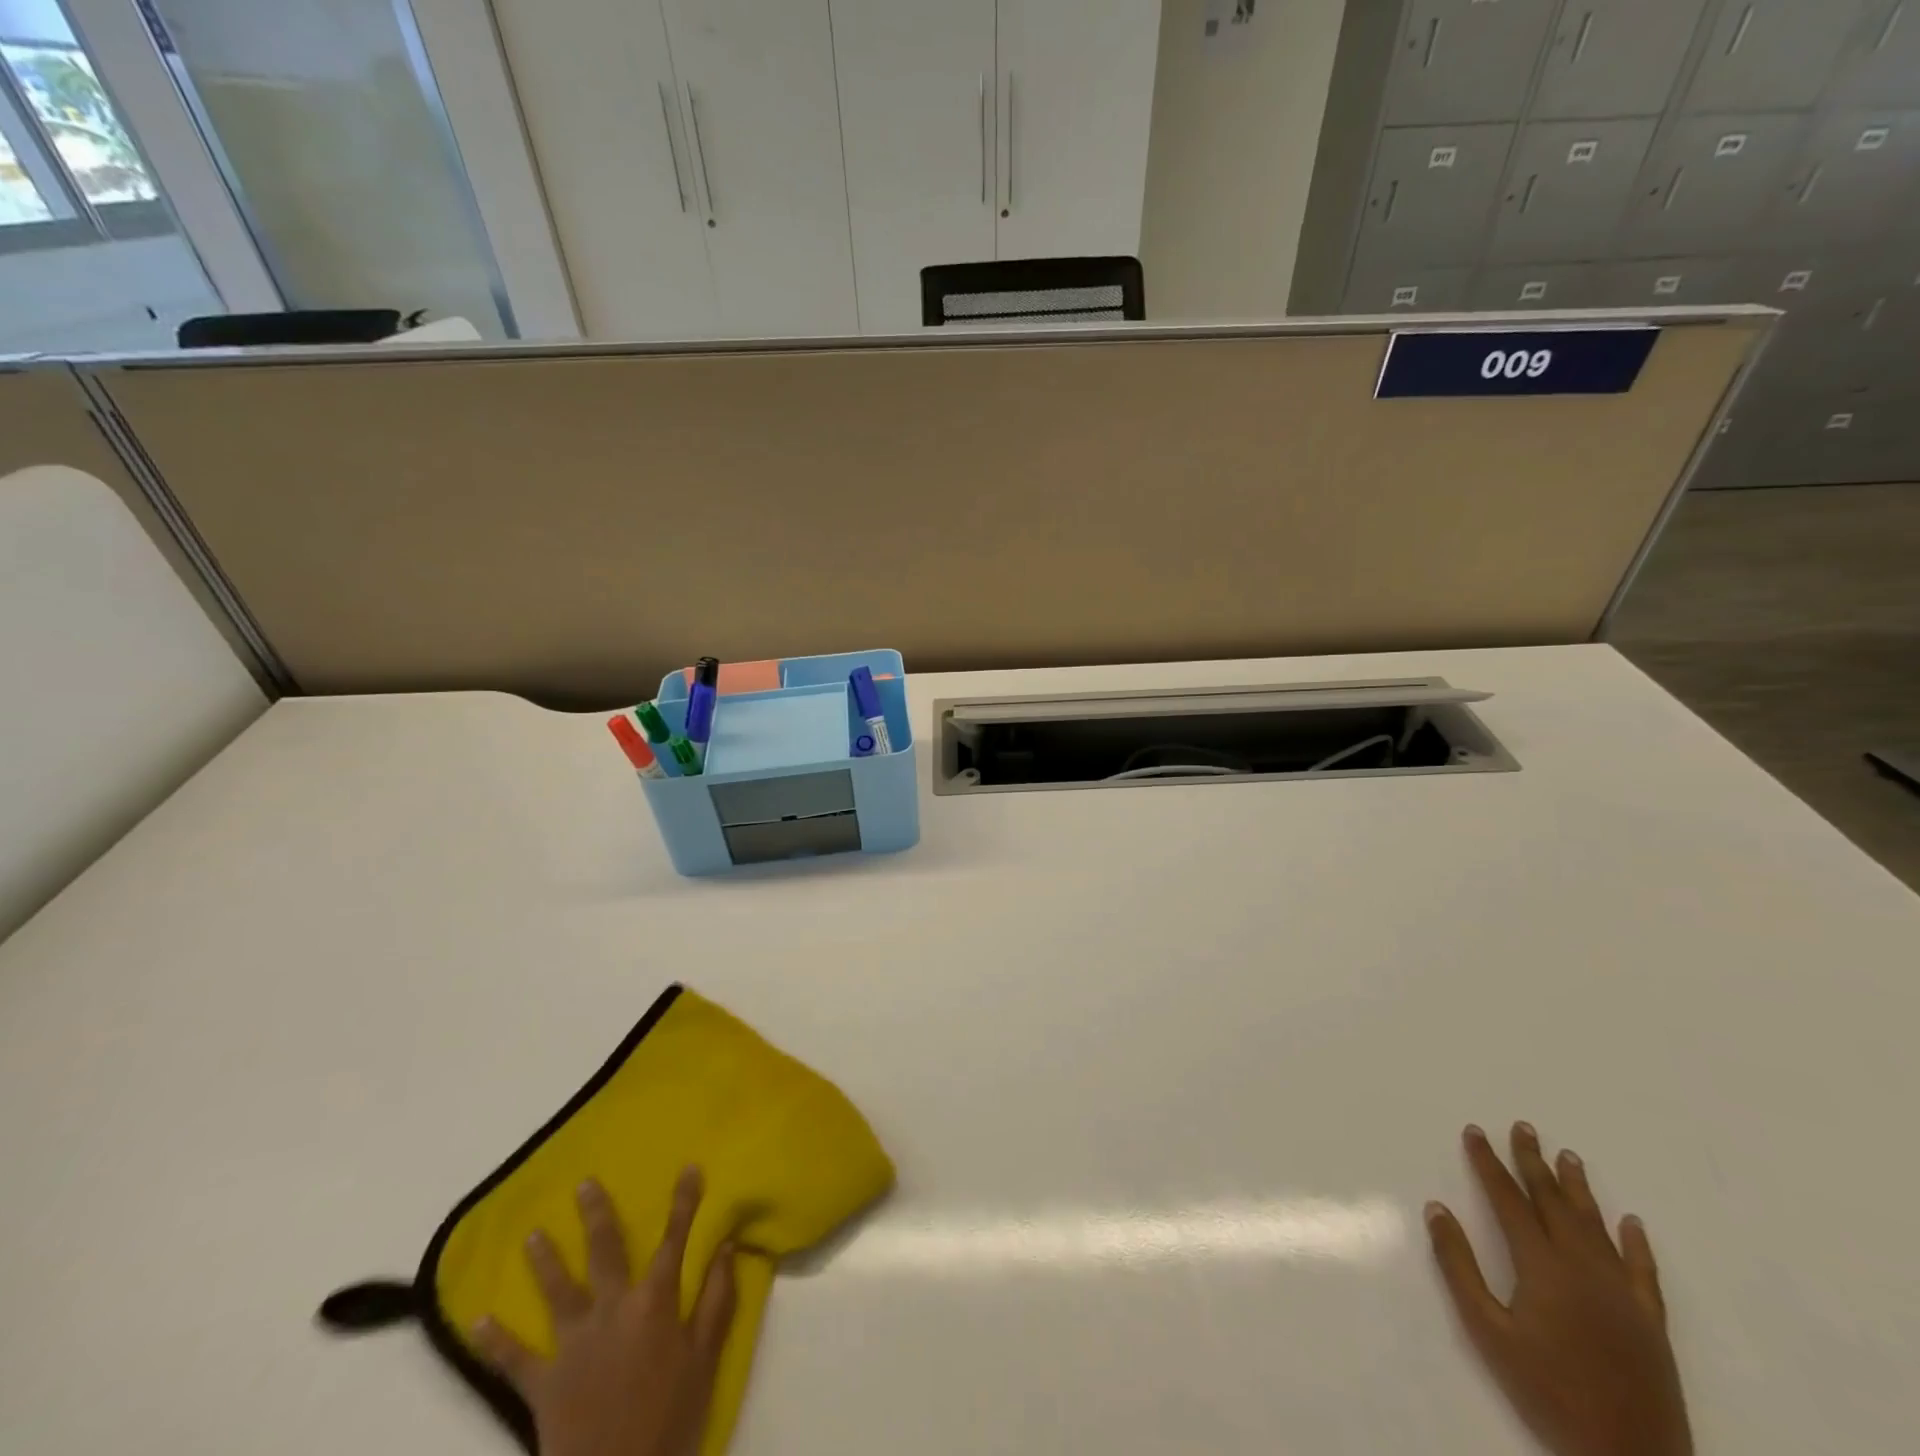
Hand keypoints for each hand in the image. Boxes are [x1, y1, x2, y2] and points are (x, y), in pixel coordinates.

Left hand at [473, 1167, 736, 1455]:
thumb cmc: (670, 1420)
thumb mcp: (706, 1360)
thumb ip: (717, 1300)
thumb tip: (727, 1246)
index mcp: (654, 1303)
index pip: (674, 1240)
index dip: (684, 1202)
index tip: (689, 1167)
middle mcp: (612, 1310)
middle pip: (606, 1252)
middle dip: (597, 1215)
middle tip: (584, 1184)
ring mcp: (573, 1345)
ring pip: (557, 1291)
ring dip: (545, 1261)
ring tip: (531, 1234)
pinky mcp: (543, 1385)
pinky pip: (515, 1360)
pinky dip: (497, 1340)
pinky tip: (479, 1320)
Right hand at [1425, 1123, 1690, 1455]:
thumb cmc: (1548, 1391)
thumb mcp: (1488, 1331)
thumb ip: (1459, 1266)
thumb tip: (1437, 1209)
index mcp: (1542, 1266)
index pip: (1509, 1200)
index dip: (1489, 1163)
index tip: (1475, 1131)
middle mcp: (1584, 1267)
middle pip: (1554, 1202)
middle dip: (1533, 1162)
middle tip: (1523, 1127)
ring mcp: (1623, 1293)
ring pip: (1596, 1226)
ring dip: (1578, 1188)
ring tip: (1568, 1155)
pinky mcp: (1651, 1321)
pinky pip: (1643, 1270)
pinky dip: (1635, 1242)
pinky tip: (1630, 1221)